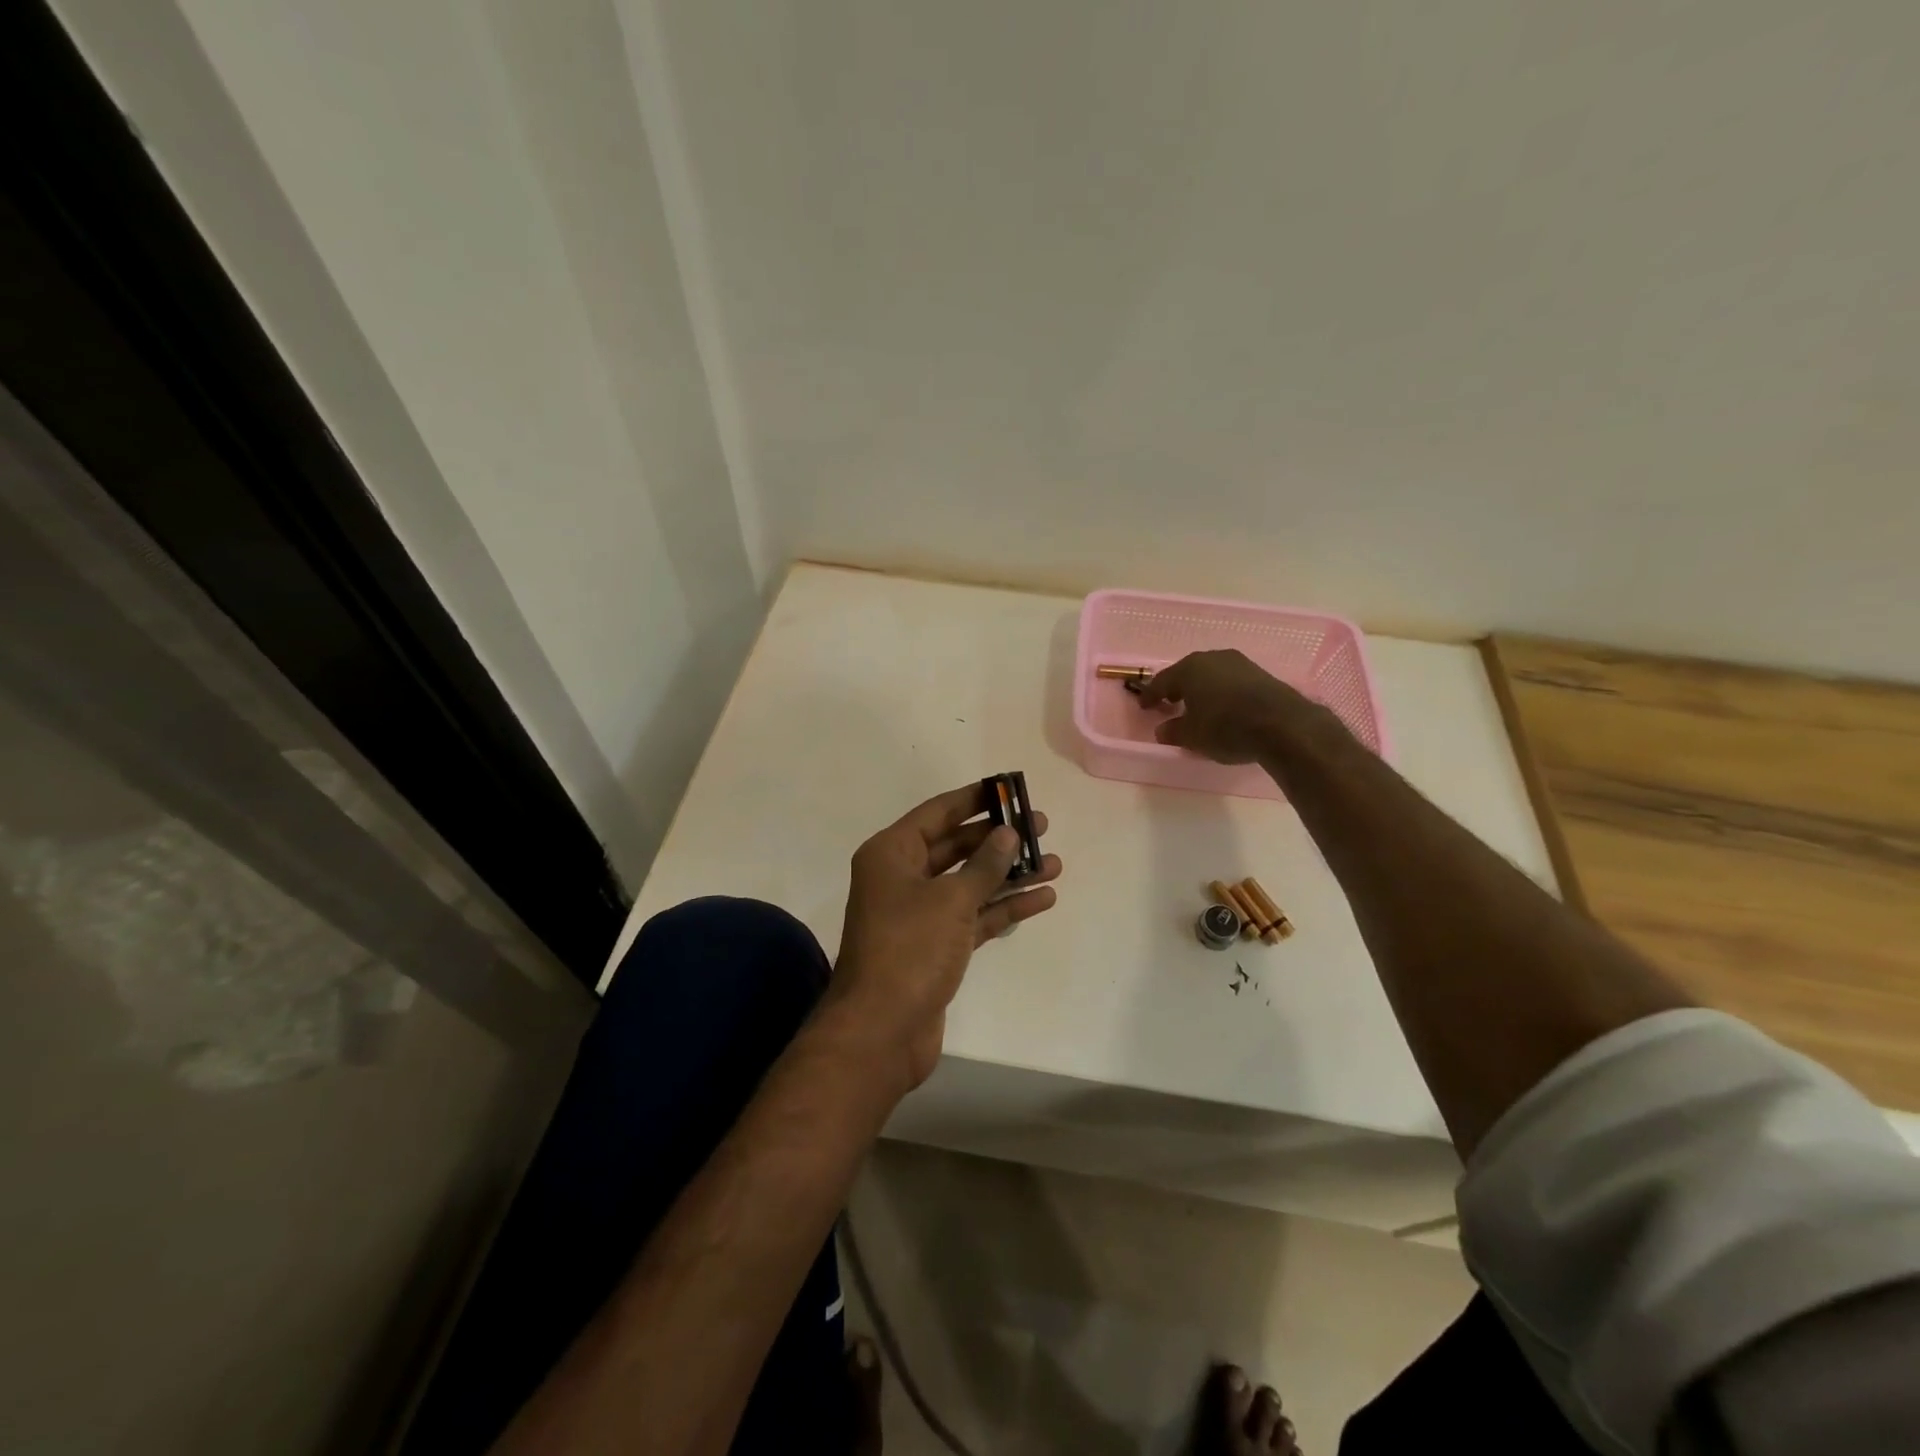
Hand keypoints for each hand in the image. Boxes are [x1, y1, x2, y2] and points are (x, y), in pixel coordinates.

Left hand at [824, 783, 1062, 1093]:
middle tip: (1041, 826)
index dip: (974, 799)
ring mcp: (919, 914)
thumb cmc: (909, 950)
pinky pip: (974, 916)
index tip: (1010, 788)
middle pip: (957, 847)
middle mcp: (902, 878)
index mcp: (892, 854)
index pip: (938, 813)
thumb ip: (984, 865)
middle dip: (998, 838)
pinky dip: (1003, 907)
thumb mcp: (950, 900)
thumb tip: (1008, 833)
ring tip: (1053, 862)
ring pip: (969, 883)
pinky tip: (1041, 898)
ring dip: (1009, 874)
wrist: (882, 1031)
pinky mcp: (937, 946)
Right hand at [1138, 649, 1334, 763]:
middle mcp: (1213, 659)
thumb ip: (1174, 731)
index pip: (1162, 681)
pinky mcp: (1261, 674)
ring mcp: (1240, 664)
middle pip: (1188, 673)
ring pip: (1212, 675)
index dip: (1151, 695)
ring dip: (1202, 689)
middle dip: (1177, 688)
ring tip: (1198, 707)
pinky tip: (1223, 707)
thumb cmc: (1226, 727)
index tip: (1145, 707)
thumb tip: (1163, 729)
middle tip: (1170, 703)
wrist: (1283, 725)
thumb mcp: (1192, 736)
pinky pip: (1231, 681)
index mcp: (1189, 669)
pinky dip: (1222, 692)